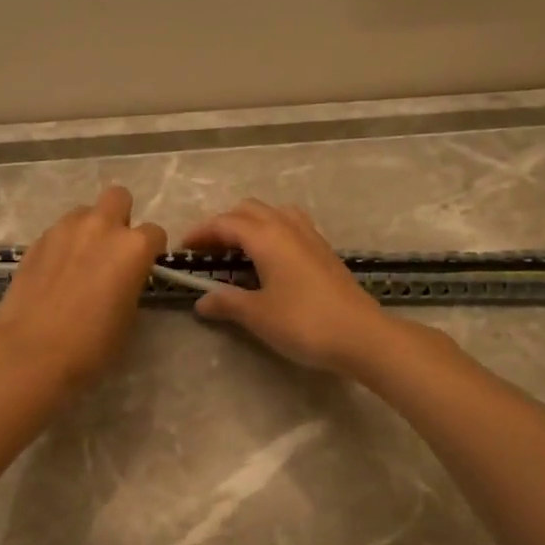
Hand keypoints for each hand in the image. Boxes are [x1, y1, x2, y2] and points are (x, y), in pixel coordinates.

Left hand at [0, 187, 165, 389]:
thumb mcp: (128, 316)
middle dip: (120, 217)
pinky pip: (59, 231)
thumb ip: (131, 283)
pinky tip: (56, 271)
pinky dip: (63, 244)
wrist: (31, 350)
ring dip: (89, 228)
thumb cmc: (91, 343)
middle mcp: (101, 227)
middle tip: (112, 249)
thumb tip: (123, 277)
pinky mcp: (37, 240)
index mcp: (133, 247)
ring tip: (81, 259)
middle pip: (118, 197)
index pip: (155, 232)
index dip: (151, 250)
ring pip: (84, 212)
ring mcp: (65, 229)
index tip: (142, 267)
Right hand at [181, 200, 393, 373]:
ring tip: (238, 250)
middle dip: (224, 224)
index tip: (183, 249)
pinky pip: (291, 226)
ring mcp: (310, 236)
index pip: (225, 223)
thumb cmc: (304, 322)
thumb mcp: (257, 315)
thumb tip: (202, 301)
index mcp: (267, 237)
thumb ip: (227, 302)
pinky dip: (272, 231)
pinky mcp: (324, 251)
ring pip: (273, 213)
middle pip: (249, 210)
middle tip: (208, 251)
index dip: (200, 233)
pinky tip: (271, 259)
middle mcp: (288, 227)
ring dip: (250, 223)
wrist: (361, 335)